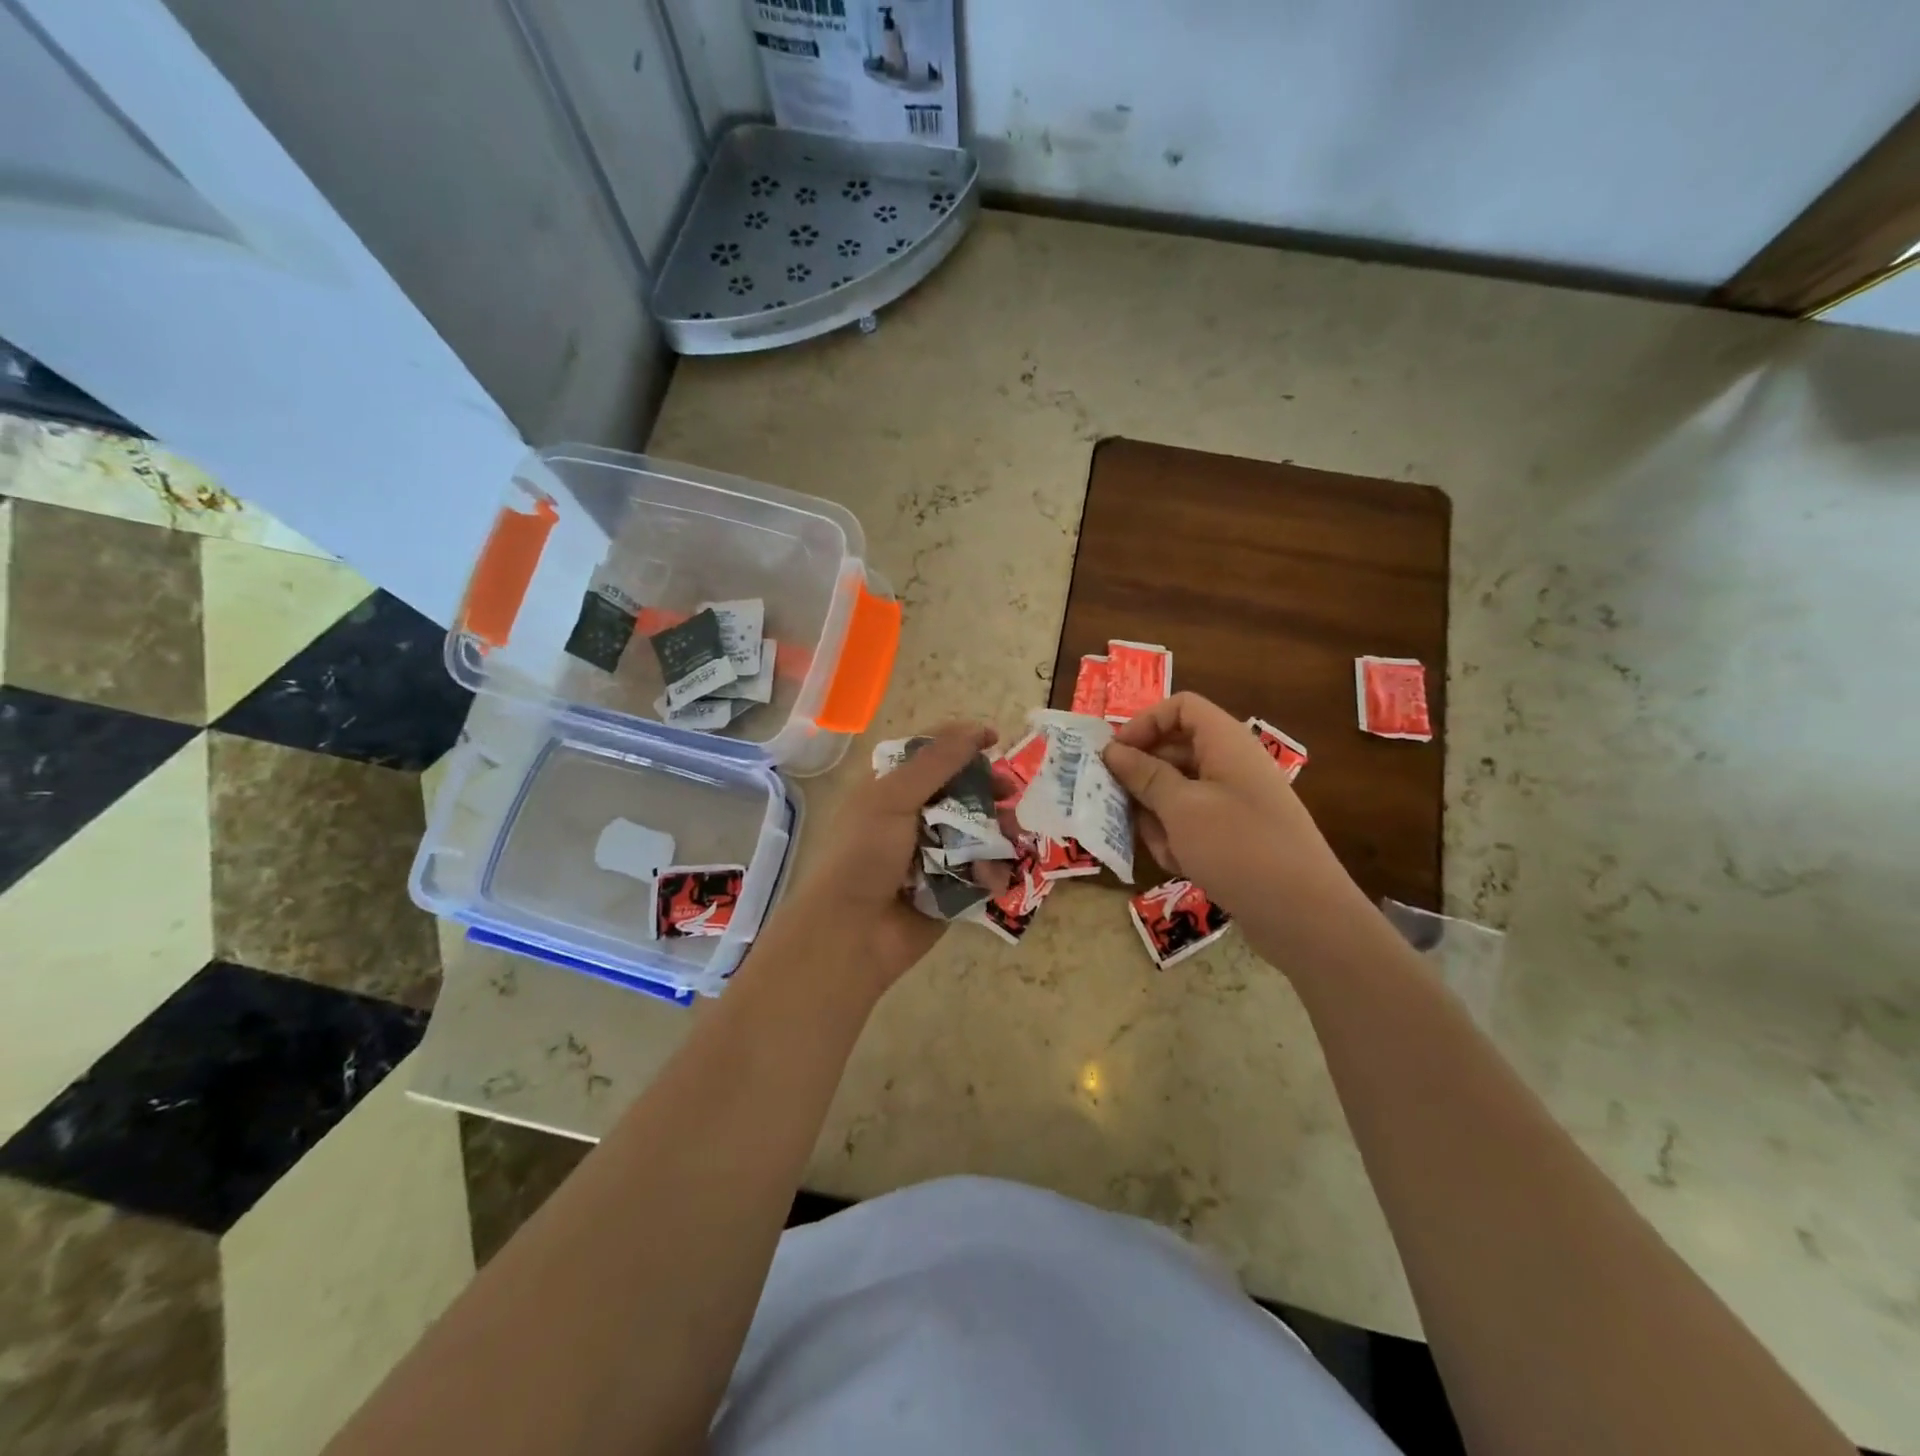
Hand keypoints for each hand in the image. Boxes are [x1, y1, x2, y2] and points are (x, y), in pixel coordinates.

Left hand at [776, 723, 1015, 996]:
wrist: (851, 932)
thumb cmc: (864, 855)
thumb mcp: (893, 797)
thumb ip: (936, 762)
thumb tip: (975, 728)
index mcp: (893, 788)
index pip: (933, 753)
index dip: (963, 742)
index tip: (995, 739)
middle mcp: (915, 816)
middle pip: (965, 790)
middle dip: (991, 790)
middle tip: (1010, 793)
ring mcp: (935, 853)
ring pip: (980, 830)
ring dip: (999, 832)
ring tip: (1013, 839)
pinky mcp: (952, 887)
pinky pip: (983, 869)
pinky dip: (991, 871)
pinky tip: (991, 877)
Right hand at [1102, 693, 1369, 960]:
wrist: (1304, 915)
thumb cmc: (1238, 848)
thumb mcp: (1181, 808)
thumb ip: (1144, 775)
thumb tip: (1112, 750)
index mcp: (1226, 742)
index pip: (1181, 707)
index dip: (1145, 723)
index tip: (1115, 754)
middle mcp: (1231, 764)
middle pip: (1174, 751)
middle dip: (1143, 778)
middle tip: (1115, 805)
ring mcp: (1234, 802)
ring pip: (1177, 792)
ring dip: (1158, 817)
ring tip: (1163, 846)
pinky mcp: (1234, 835)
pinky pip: (1192, 823)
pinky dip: (1179, 840)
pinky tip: (1181, 866)